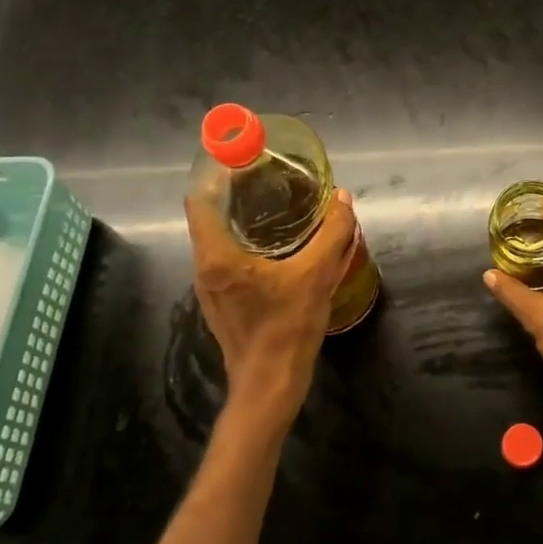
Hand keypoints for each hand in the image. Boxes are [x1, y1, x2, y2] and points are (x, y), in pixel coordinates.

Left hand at [186, 188, 357, 429]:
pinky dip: (242, 239)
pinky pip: (224, 257)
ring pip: (216, 238)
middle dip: (233, 191)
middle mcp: (205, 267)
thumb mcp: (317, 275)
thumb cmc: (287, 328)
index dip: (216, 173)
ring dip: (237, 216)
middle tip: (266, 174)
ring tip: (271, 202)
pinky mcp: (220, 301)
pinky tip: (273, 243)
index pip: (201, 200)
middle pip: (208, 215)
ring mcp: (209, 287)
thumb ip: (332, 233)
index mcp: (218, 256)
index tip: (241, 157)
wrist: (269, 386)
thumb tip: (341, 198)